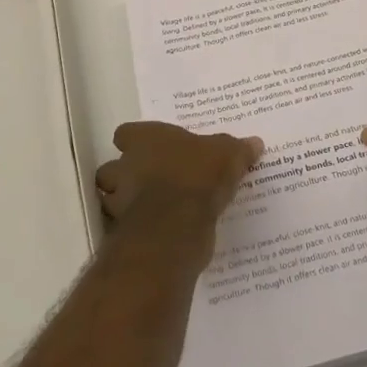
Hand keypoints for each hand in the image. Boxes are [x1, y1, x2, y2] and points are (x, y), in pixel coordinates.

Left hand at [95, 122, 262, 236]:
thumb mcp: (228, 156)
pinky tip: (156, 233)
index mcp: (146, 140)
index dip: (135, 141)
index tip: (150, 149)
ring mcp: (121, 201)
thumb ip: (238, 149)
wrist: (178, 224)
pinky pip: (125, 229)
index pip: (125, 133)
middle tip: (150, 182)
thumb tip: (255, 143)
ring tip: (152, 209)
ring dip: (126, 204)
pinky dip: (136, 230)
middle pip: (112, 168)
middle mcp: (126, 166)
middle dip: (125, 176)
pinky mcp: (124, 233)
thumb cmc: (198, 175)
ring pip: (111, 199)